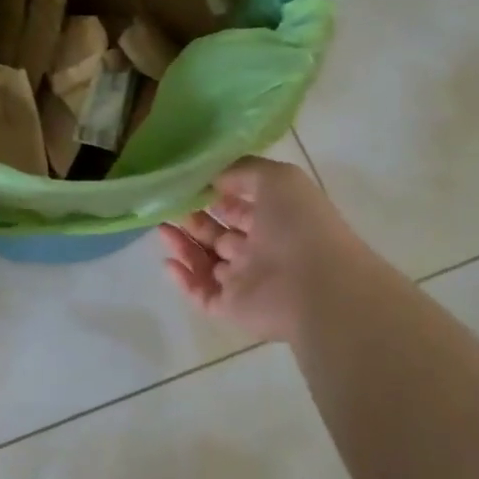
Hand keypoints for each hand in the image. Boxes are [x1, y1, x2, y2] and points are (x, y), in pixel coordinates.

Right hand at [159, 157, 364, 342]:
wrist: (317, 287)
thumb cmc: (299, 226)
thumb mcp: (277, 178)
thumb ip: (242, 170)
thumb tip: (212, 178)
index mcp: (275, 219)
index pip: (238, 207)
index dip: (214, 195)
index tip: (187, 184)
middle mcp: (260, 250)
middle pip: (218, 234)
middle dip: (193, 219)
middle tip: (167, 206)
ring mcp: (245, 280)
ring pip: (206, 262)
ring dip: (182, 245)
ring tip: (161, 228)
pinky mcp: (231, 307)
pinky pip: (201, 293)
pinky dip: (183, 279)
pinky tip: (168, 261)